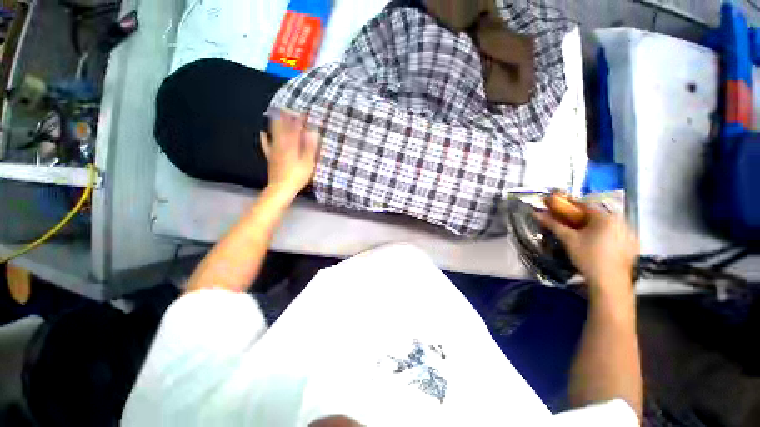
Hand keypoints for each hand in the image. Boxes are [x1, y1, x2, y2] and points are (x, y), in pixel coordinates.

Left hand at [260, 111, 319, 197]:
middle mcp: (282, 144)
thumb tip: (312, 132)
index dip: (299, 120)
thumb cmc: (297, 176)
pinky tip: (263, 133)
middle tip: (287, 108)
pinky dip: (265, 138)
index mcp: (292, 145)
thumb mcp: (308, 162)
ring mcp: (275, 150)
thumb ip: (310, 147)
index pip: (296, 129)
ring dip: (276, 124)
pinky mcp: (271, 157)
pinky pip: (266, 145)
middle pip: (283, 128)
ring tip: (276, 114)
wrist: (281, 188)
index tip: (303, 112)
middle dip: (286, 118)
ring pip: (274, 134)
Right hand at [537, 206, 638, 295]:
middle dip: (578, 215)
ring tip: (578, 231)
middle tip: (565, 219)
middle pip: (595, 214)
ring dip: (590, 224)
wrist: (610, 282)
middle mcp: (620, 220)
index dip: (567, 203)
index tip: (555, 203)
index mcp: (605, 217)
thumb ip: (553, 224)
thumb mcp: (568, 239)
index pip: (583, 204)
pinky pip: (613, 232)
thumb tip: (536, 213)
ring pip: (604, 223)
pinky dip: (601, 233)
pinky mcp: (631, 244)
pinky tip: (594, 241)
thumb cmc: (588, 257)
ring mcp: (628, 232)